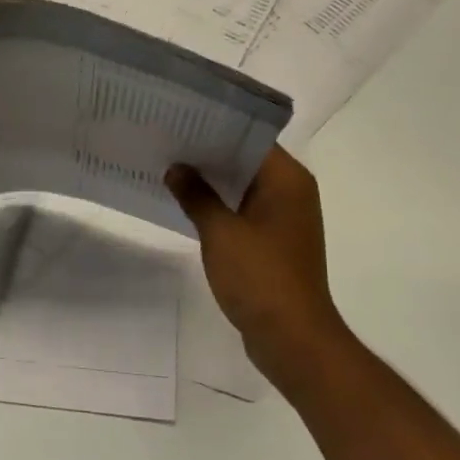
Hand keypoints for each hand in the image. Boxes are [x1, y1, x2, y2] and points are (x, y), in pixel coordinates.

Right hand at [166, 147, 351, 391]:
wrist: (292, 339)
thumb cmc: (260, 277)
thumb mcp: (221, 233)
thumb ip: (196, 195)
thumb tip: (176, 168)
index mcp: (288, 180)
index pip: (250, 137)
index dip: (216, 127)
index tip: (182, 120)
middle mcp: (292, 192)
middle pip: (247, 160)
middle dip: (209, 154)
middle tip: (168, 140)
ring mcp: (285, 219)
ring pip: (244, 186)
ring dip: (213, 181)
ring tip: (170, 168)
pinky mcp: (275, 242)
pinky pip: (244, 211)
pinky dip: (220, 206)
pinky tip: (187, 204)